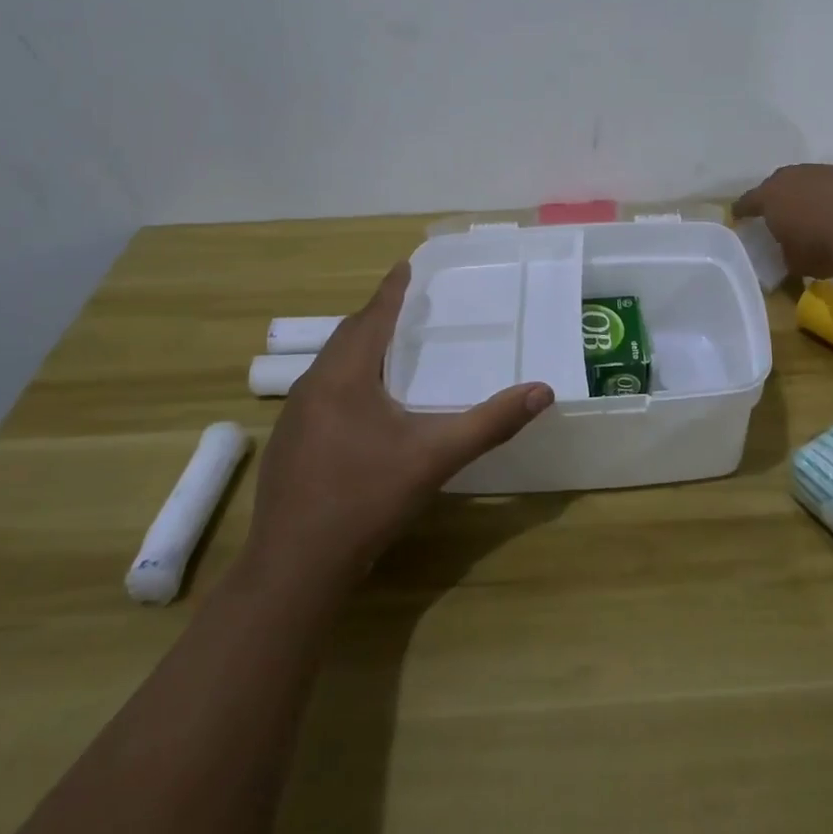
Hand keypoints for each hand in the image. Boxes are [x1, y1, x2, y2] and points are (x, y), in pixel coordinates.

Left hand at [242, 262, 552, 589]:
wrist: (296, 567)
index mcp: (343, 377)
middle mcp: (312, 387)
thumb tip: (543, 390)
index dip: (391, 291)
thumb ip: (491, 422)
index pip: (371, 318)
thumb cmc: (366, 499)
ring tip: (389, 347)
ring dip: (359, 348)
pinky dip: (347, 379)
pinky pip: (321, 393)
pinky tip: (364, 404)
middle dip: (375, 317)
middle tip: (405, 305)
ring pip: (330, 366)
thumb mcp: (436, 457)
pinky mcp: (289, 445)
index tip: (404, 266)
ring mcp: (293, 418)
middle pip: (347, 337)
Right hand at [732, 164, 832, 277]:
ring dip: (812, 195)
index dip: (743, 210)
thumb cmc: (821, 245)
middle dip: (779, 198)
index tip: (738, 216)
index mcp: (770, 196)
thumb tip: (791, 252)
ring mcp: (826, 171)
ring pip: (811, 181)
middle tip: (780, 214)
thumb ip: (787, 253)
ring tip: (818, 214)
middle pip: (779, 184)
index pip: (748, 202)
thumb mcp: (795, 261)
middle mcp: (794, 176)